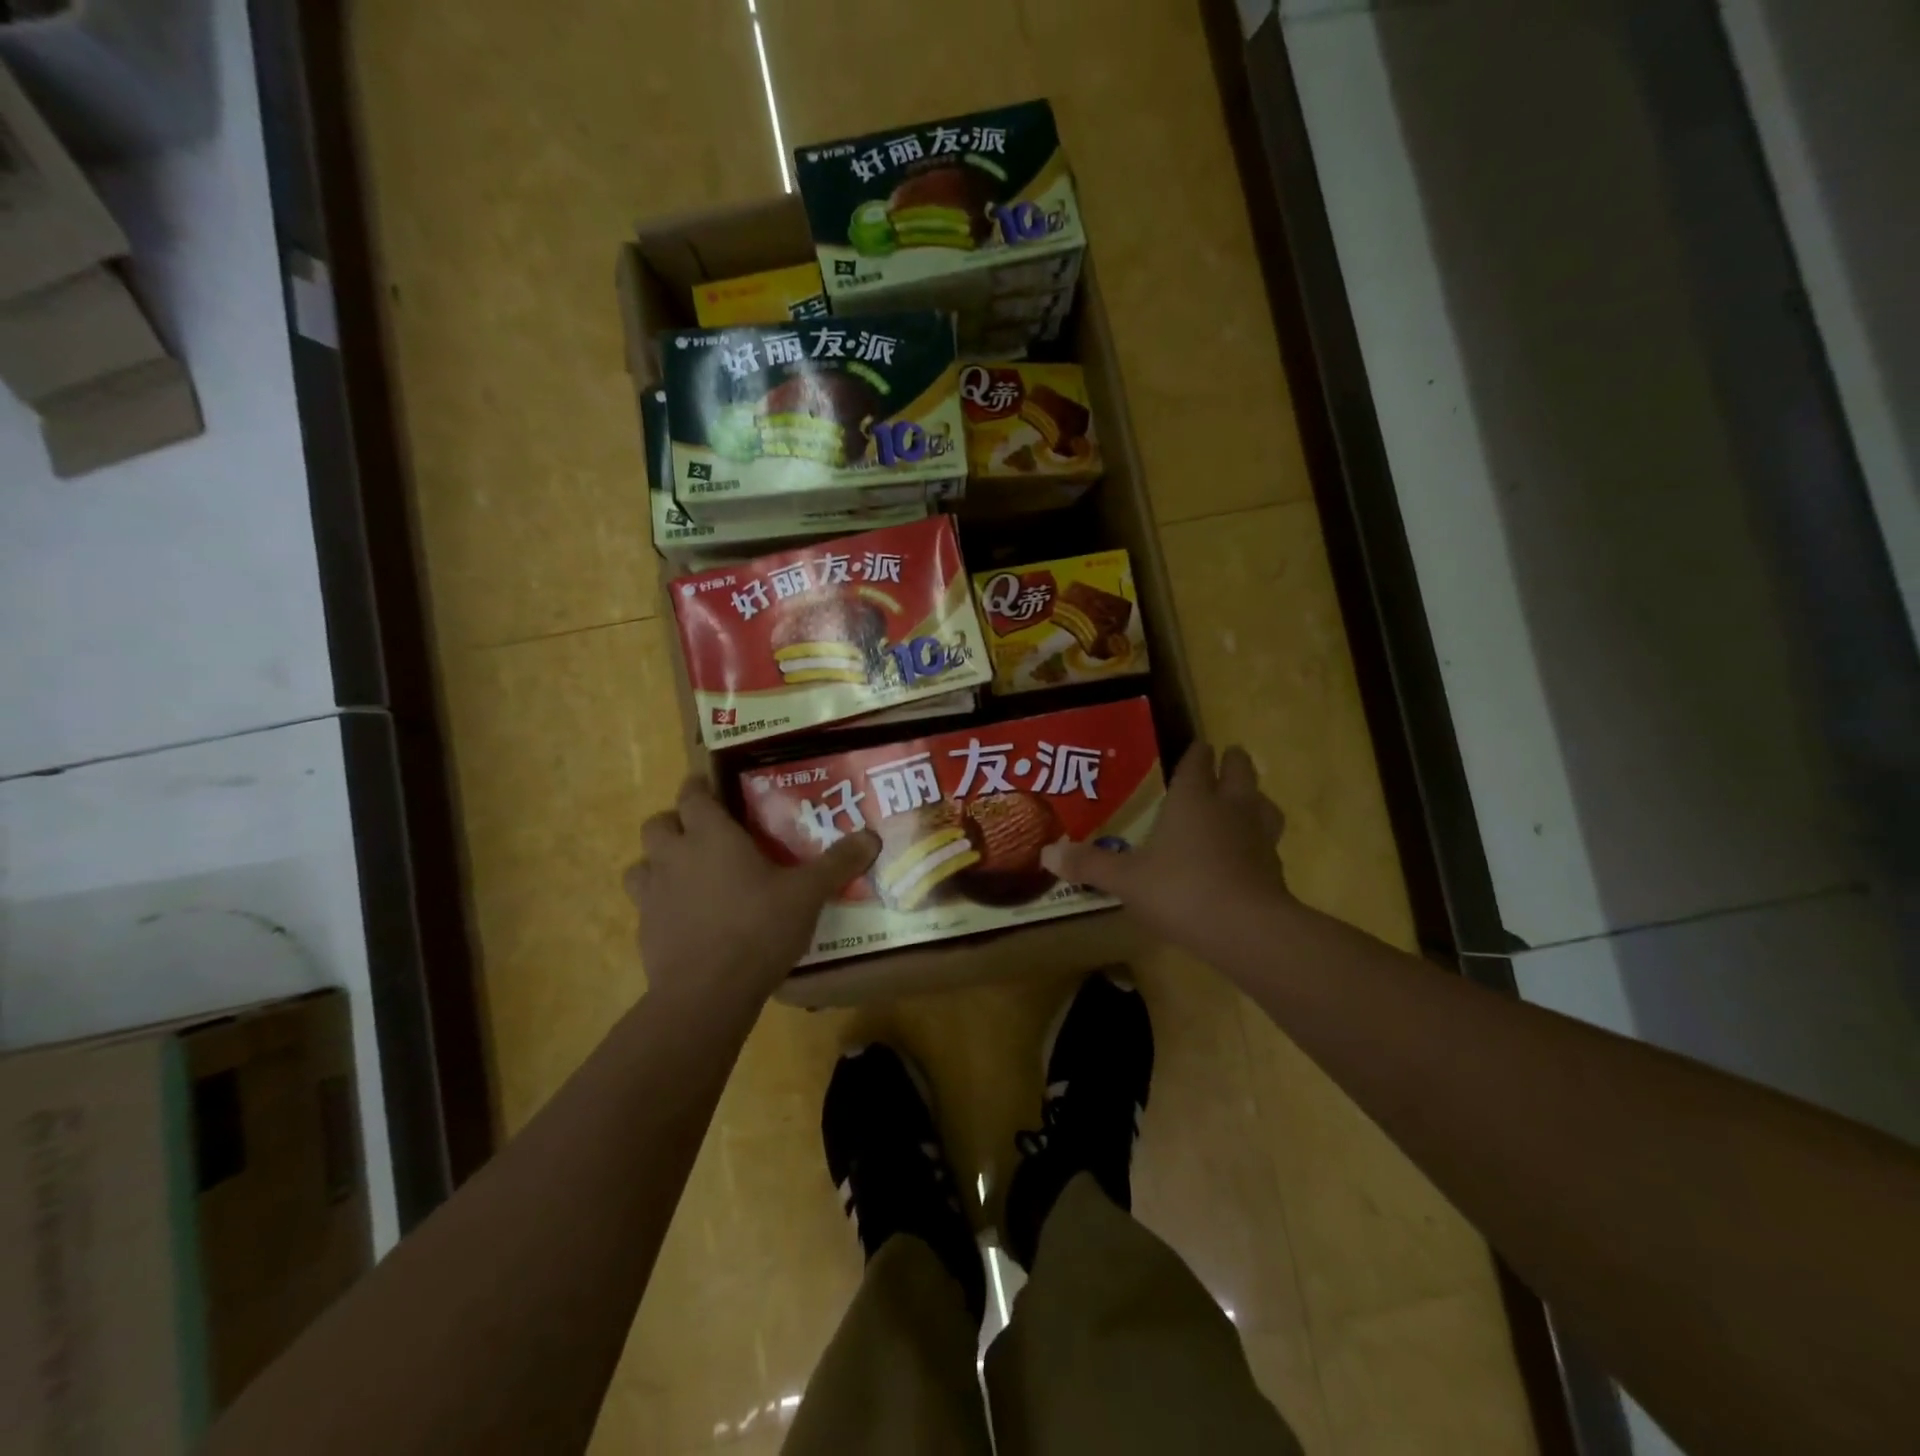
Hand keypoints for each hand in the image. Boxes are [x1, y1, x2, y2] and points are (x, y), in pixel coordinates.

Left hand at [625, 778, 878, 1011]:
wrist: (708, 992)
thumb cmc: (758, 928)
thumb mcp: (807, 894)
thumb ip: (837, 863)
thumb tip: (873, 836)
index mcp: (710, 836)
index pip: (691, 795)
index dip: (698, 788)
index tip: (710, 789)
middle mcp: (674, 857)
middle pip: (657, 824)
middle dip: (675, 823)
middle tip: (703, 834)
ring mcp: (652, 895)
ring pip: (640, 865)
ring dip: (658, 864)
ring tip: (686, 876)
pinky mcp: (644, 931)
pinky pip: (645, 906)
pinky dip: (660, 905)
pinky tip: (687, 921)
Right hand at [1041, 743, 1289, 946]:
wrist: (1246, 930)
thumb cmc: (1180, 890)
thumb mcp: (1126, 879)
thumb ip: (1089, 864)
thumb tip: (1046, 853)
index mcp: (1193, 798)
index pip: (1198, 761)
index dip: (1196, 753)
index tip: (1196, 747)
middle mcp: (1230, 807)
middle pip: (1240, 770)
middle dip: (1232, 763)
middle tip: (1223, 762)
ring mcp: (1258, 836)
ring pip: (1264, 803)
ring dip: (1254, 798)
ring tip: (1244, 803)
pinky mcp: (1275, 868)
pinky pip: (1268, 842)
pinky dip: (1259, 841)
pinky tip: (1247, 855)